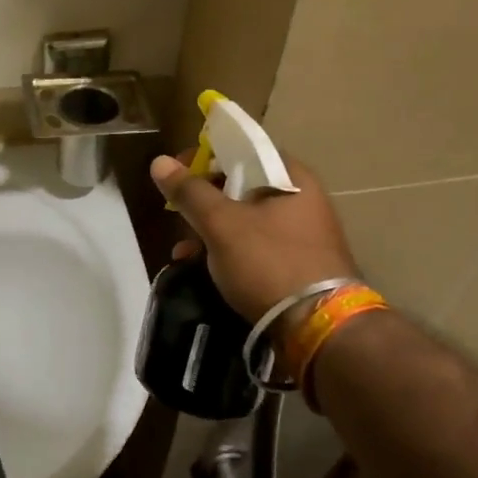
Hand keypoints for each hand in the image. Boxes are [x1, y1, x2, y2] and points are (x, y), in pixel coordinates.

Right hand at [151, 151, 359, 323]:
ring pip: (247, 219)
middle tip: (177, 214)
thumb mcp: (222, 224)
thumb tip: (159, 162)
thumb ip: (190, 192)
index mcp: (292, 177)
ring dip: (212, 230)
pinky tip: (203, 269)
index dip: (207, 156)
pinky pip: (257, 246)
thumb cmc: (269, 262)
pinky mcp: (299, 264)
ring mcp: (304, 234)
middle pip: (244, 185)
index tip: (177, 172)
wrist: (319, 327)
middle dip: (205, 200)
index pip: (244, 149)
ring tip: (183, 251)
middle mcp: (303, 199)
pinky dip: (230, 252)